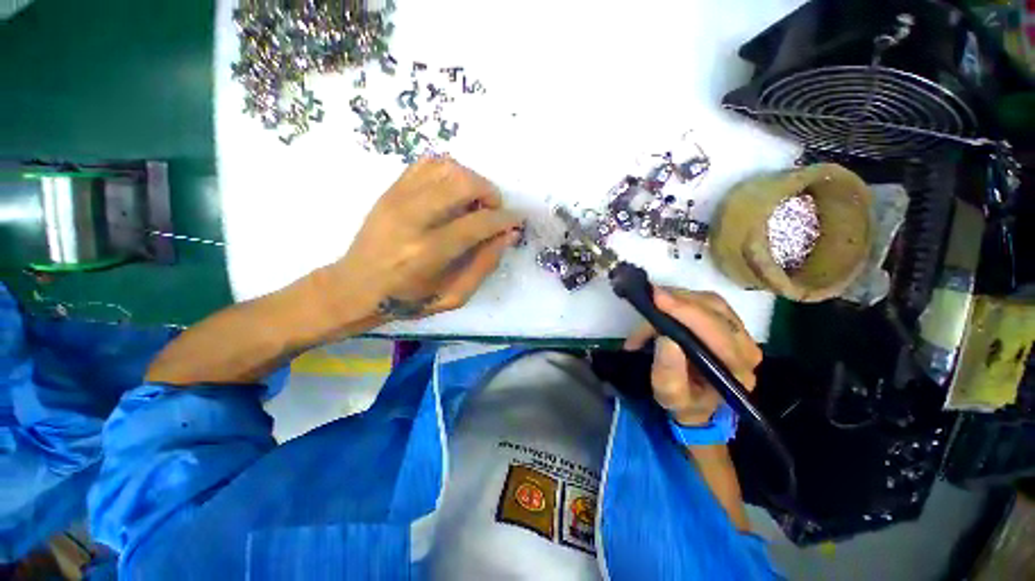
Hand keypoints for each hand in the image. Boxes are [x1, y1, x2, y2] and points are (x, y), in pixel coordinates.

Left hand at [311, 156, 522, 327]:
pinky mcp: (390, 190)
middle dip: (490, 193)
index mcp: (429, 252)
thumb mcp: (454, 296)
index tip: (516, 221)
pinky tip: (453, 192)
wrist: (356, 288)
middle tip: (493, 210)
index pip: (478, 223)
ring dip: (471, 180)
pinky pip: (426, 164)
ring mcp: (397, 198)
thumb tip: (508, 234)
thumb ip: (484, 264)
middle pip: (463, 183)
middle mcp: (413, 218)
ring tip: (474, 202)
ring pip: (446, 167)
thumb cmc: (409, 299)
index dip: (504, 219)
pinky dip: (449, 171)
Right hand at [624, 289, 762, 426]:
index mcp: (736, 370)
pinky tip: (664, 307)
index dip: (685, 312)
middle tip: (647, 300)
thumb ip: (668, 374)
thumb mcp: (669, 397)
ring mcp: (741, 334)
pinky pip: (707, 302)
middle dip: (677, 302)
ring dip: (678, 299)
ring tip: (652, 308)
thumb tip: (665, 339)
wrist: (697, 404)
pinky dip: (682, 299)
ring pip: (710, 301)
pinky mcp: (730, 324)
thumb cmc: (683, 402)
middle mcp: (746, 348)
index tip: (656, 299)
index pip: (715, 332)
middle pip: (715, 310)